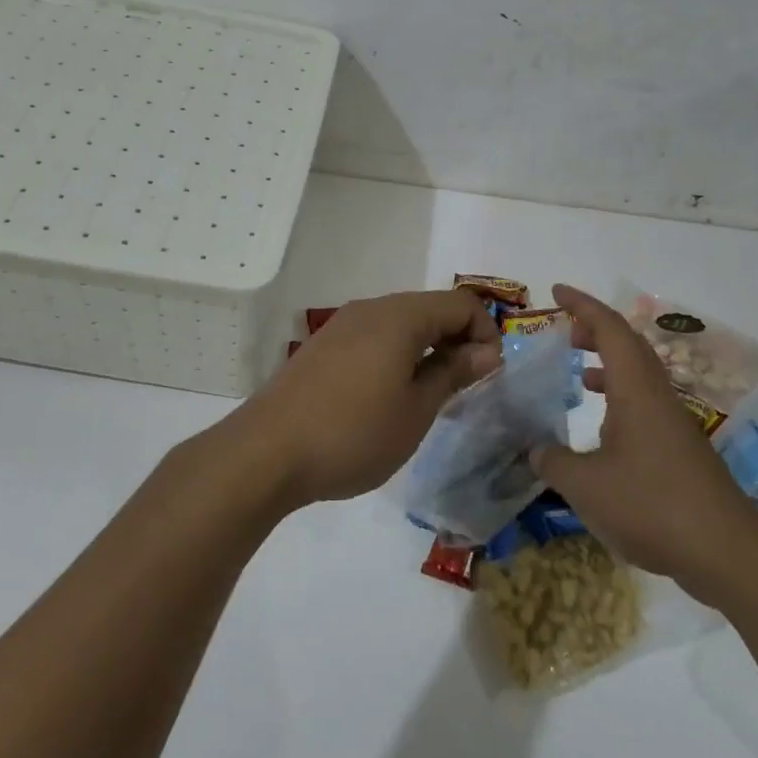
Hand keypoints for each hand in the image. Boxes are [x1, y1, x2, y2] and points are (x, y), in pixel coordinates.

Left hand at [230, 289, 501, 507]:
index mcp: (400, 317)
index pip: (460, 304)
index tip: (490, 375)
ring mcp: (340, 326)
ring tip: (430, 396)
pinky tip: (389, 397)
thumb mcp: (416, 410)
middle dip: (456, 340)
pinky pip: (373, 339)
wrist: (267, 452)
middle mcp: (370, 309)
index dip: (486, 332)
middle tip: (465, 387)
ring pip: (400, 325)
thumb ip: (453, 373)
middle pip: (429, 309)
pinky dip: (395, 357)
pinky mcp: (322, 348)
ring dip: (426, 350)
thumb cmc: (353, 433)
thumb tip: (486, 350)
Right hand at [530, 285, 757, 595]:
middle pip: (628, 345)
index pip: (609, 329)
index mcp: (635, 389)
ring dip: (607, 364)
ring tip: (576, 372)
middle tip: (563, 331)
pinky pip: (643, 403)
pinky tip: (600, 429)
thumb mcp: (585, 486)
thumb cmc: (651, 506)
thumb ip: (552, 462)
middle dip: (594, 329)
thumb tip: (533, 451)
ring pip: (638, 375)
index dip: (582, 305)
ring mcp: (672, 422)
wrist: (725, 552)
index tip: (556, 291)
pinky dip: (617, 397)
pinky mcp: (679, 449)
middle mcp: (656, 396)